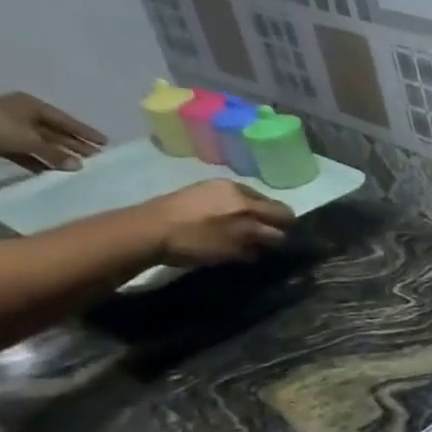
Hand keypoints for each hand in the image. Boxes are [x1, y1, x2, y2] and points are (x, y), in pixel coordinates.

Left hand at [0, 93, 106, 171]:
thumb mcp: (30, 140)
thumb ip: (55, 153)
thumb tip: (78, 166)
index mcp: (33, 108)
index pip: (67, 121)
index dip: (86, 132)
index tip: (105, 143)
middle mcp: (26, 116)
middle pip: (57, 133)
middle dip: (75, 146)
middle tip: (97, 159)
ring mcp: (13, 129)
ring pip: (44, 144)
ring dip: (59, 156)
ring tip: (80, 169)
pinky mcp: (3, 143)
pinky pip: (28, 154)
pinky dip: (40, 162)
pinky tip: (53, 173)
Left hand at [136, 180, 294, 265]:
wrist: (144, 230)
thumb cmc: (195, 239)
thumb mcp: (234, 245)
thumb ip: (261, 239)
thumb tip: (278, 238)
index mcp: (246, 198)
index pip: (281, 211)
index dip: (287, 228)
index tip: (284, 243)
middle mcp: (233, 187)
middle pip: (264, 204)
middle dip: (268, 221)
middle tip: (264, 241)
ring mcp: (212, 187)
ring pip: (245, 203)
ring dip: (249, 218)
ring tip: (242, 236)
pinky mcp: (195, 192)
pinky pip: (226, 202)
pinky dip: (231, 215)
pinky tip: (221, 228)